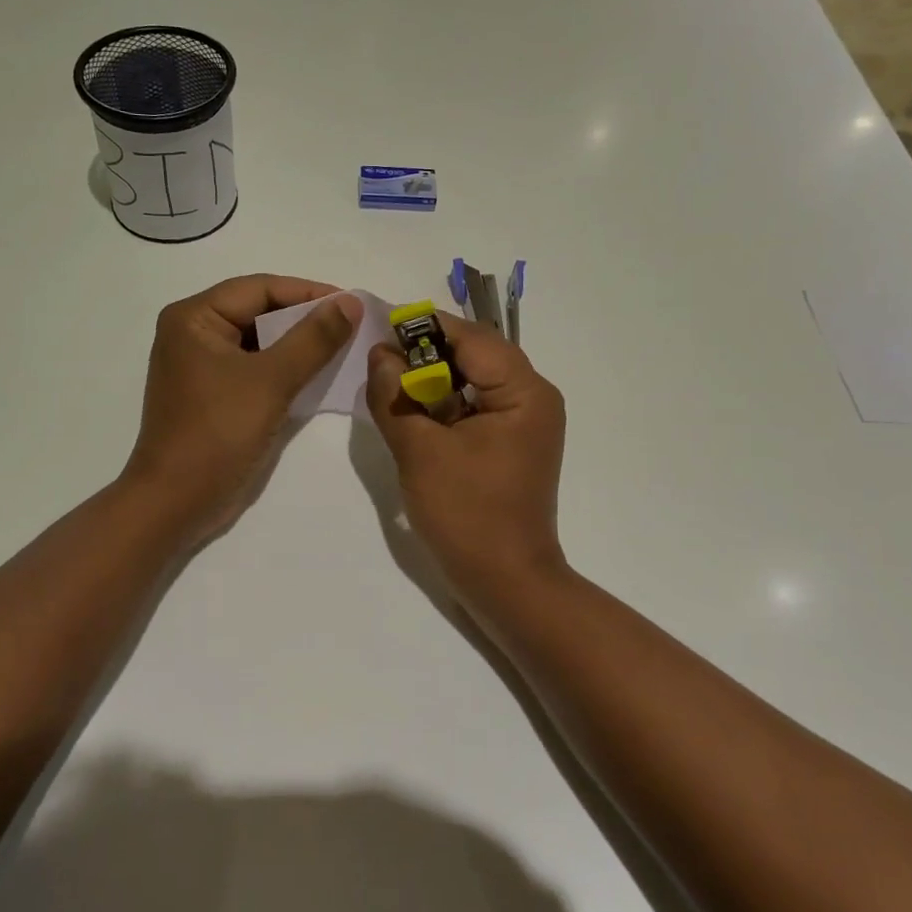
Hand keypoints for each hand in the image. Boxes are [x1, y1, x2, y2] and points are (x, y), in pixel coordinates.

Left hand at [123, 275, 362, 543]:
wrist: (177, 502)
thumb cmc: (218, 433)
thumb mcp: (271, 380)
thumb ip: (313, 338)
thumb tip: (349, 301)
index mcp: (194, 317)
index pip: (260, 288)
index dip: (309, 292)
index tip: (352, 303)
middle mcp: (192, 332)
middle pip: (258, 311)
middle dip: (305, 318)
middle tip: (352, 325)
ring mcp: (201, 365)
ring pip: (259, 341)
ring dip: (298, 344)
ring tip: (343, 347)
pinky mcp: (212, 393)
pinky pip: (254, 367)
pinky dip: (284, 368)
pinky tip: (318, 374)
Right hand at [366, 313, 567, 595]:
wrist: (506, 584)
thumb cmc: (467, 515)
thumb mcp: (420, 450)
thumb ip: (395, 395)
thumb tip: (379, 353)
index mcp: (523, 391)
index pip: (470, 337)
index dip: (423, 328)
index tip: (379, 328)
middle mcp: (532, 397)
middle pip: (474, 354)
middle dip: (425, 355)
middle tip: (380, 362)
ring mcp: (524, 422)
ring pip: (471, 380)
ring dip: (431, 381)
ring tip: (391, 388)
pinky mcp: (510, 443)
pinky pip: (473, 407)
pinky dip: (442, 405)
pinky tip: (413, 416)